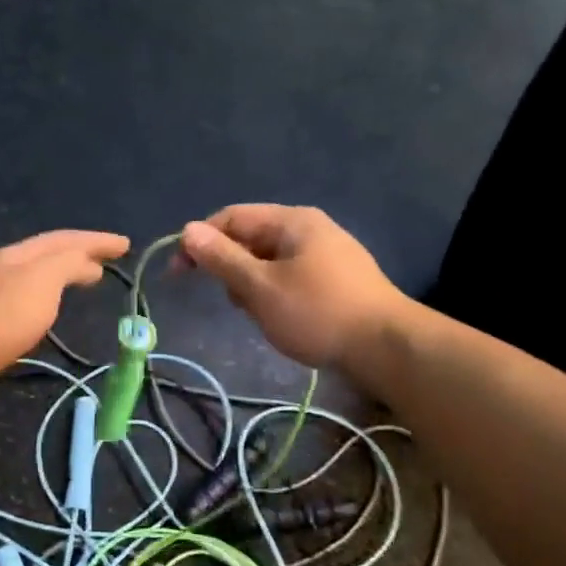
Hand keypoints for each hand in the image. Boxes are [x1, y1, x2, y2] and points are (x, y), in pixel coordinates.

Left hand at [0, 229, 129, 407]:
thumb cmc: (1, 315)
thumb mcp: (43, 280)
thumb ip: (68, 265)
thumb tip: (87, 262)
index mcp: (18, 255)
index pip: (64, 239)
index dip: (96, 240)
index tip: (126, 245)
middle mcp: (2, 270)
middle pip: (47, 256)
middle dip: (79, 255)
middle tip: (107, 262)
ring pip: (35, 280)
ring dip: (62, 277)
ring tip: (85, 283)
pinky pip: (24, 305)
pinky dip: (46, 302)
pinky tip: (48, 316)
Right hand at [180, 205, 402, 368]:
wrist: (386, 347)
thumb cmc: (317, 313)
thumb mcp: (260, 287)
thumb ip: (222, 258)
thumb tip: (187, 230)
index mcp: (292, 221)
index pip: (232, 217)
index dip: (200, 241)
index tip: (178, 274)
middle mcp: (310, 229)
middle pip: (251, 238)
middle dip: (231, 268)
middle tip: (234, 302)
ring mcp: (327, 254)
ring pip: (270, 261)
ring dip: (253, 285)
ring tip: (260, 315)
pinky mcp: (337, 280)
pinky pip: (290, 277)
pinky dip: (275, 293)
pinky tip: (281, 319)